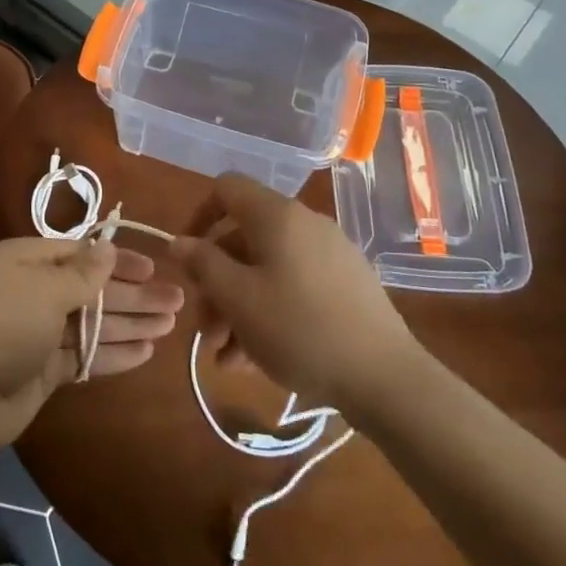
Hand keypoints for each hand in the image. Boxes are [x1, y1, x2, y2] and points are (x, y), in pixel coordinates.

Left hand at [0, 237, 172, 453]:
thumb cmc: (3, 326)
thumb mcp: (44, 291)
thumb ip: (83, 273)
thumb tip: (108, 247)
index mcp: (27, 262)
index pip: (81, 254)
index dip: (117, 260)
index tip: (153, 268)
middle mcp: (34, 292)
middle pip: (92, 290)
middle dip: (134, 295)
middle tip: (177, 301)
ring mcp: (39, 333)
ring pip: (93, 323)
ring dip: (131, 323)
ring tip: (170, 324)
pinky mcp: (45, 369)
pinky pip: (85, 355)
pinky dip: (113, 353)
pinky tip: (146, 352)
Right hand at [170, 174, 420, 416]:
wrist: (386, 377)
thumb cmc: (299, 330)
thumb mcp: (238, 299)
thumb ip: (203, 264)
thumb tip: (180, 242)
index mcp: (277, 216)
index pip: (226, 188)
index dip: (198, 217)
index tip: (187, 260)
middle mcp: (304, 224)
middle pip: (243, 238)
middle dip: (215, 282)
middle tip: (204, 330)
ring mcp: (329, 254)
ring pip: (266, 269)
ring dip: (237, 307)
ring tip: (225, 358)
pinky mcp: (345, 285)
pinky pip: (292, 286)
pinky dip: (267, 312)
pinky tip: (254, 359)